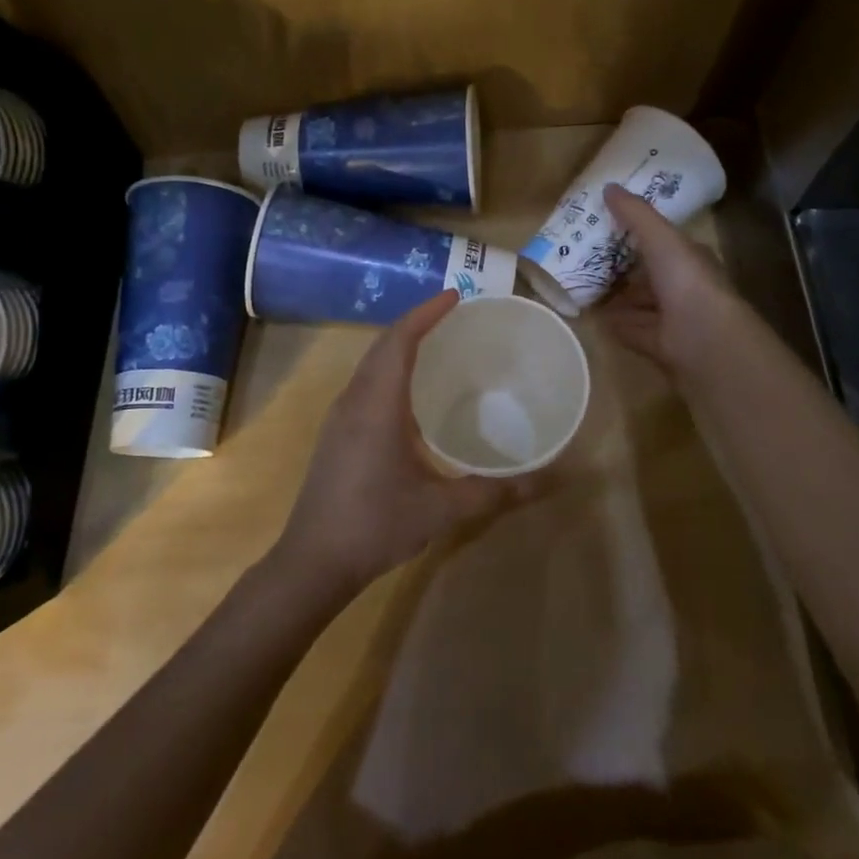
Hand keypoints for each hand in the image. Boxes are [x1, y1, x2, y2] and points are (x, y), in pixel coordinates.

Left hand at [274, 291, 514, 595]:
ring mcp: (340, 417)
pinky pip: (366, 382)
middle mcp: (355, 401)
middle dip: (417, 322)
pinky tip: (412, 390)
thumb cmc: (375, 526)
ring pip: (371, 363)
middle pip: (383, 345)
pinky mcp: (337, 433)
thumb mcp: (441, 510)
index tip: (456, 296)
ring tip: (437, 343)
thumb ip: (493, 492)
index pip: (399, 342)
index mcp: (377, 406)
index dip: (426, 313)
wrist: (312, 562)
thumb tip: (546, 480)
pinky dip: (390, 368)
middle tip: (454, 314)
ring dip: (401, 344)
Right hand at [598, 184, 740, 376]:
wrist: (704, 338)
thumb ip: (635, 213)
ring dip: (620, 299)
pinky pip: (633, 330)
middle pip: (651, 275)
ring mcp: (674, 318)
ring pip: (642, 304)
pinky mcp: (661, 344)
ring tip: (586, 289)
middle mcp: (684, 287)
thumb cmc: (686, 279)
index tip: (610, 228)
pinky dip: (617, 324)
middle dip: (626, 269)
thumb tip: (608, 186)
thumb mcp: (660, 237)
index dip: (641, 235)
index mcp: (690, 258)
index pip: (665, 243)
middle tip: (588, 259)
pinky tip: (595, 319)